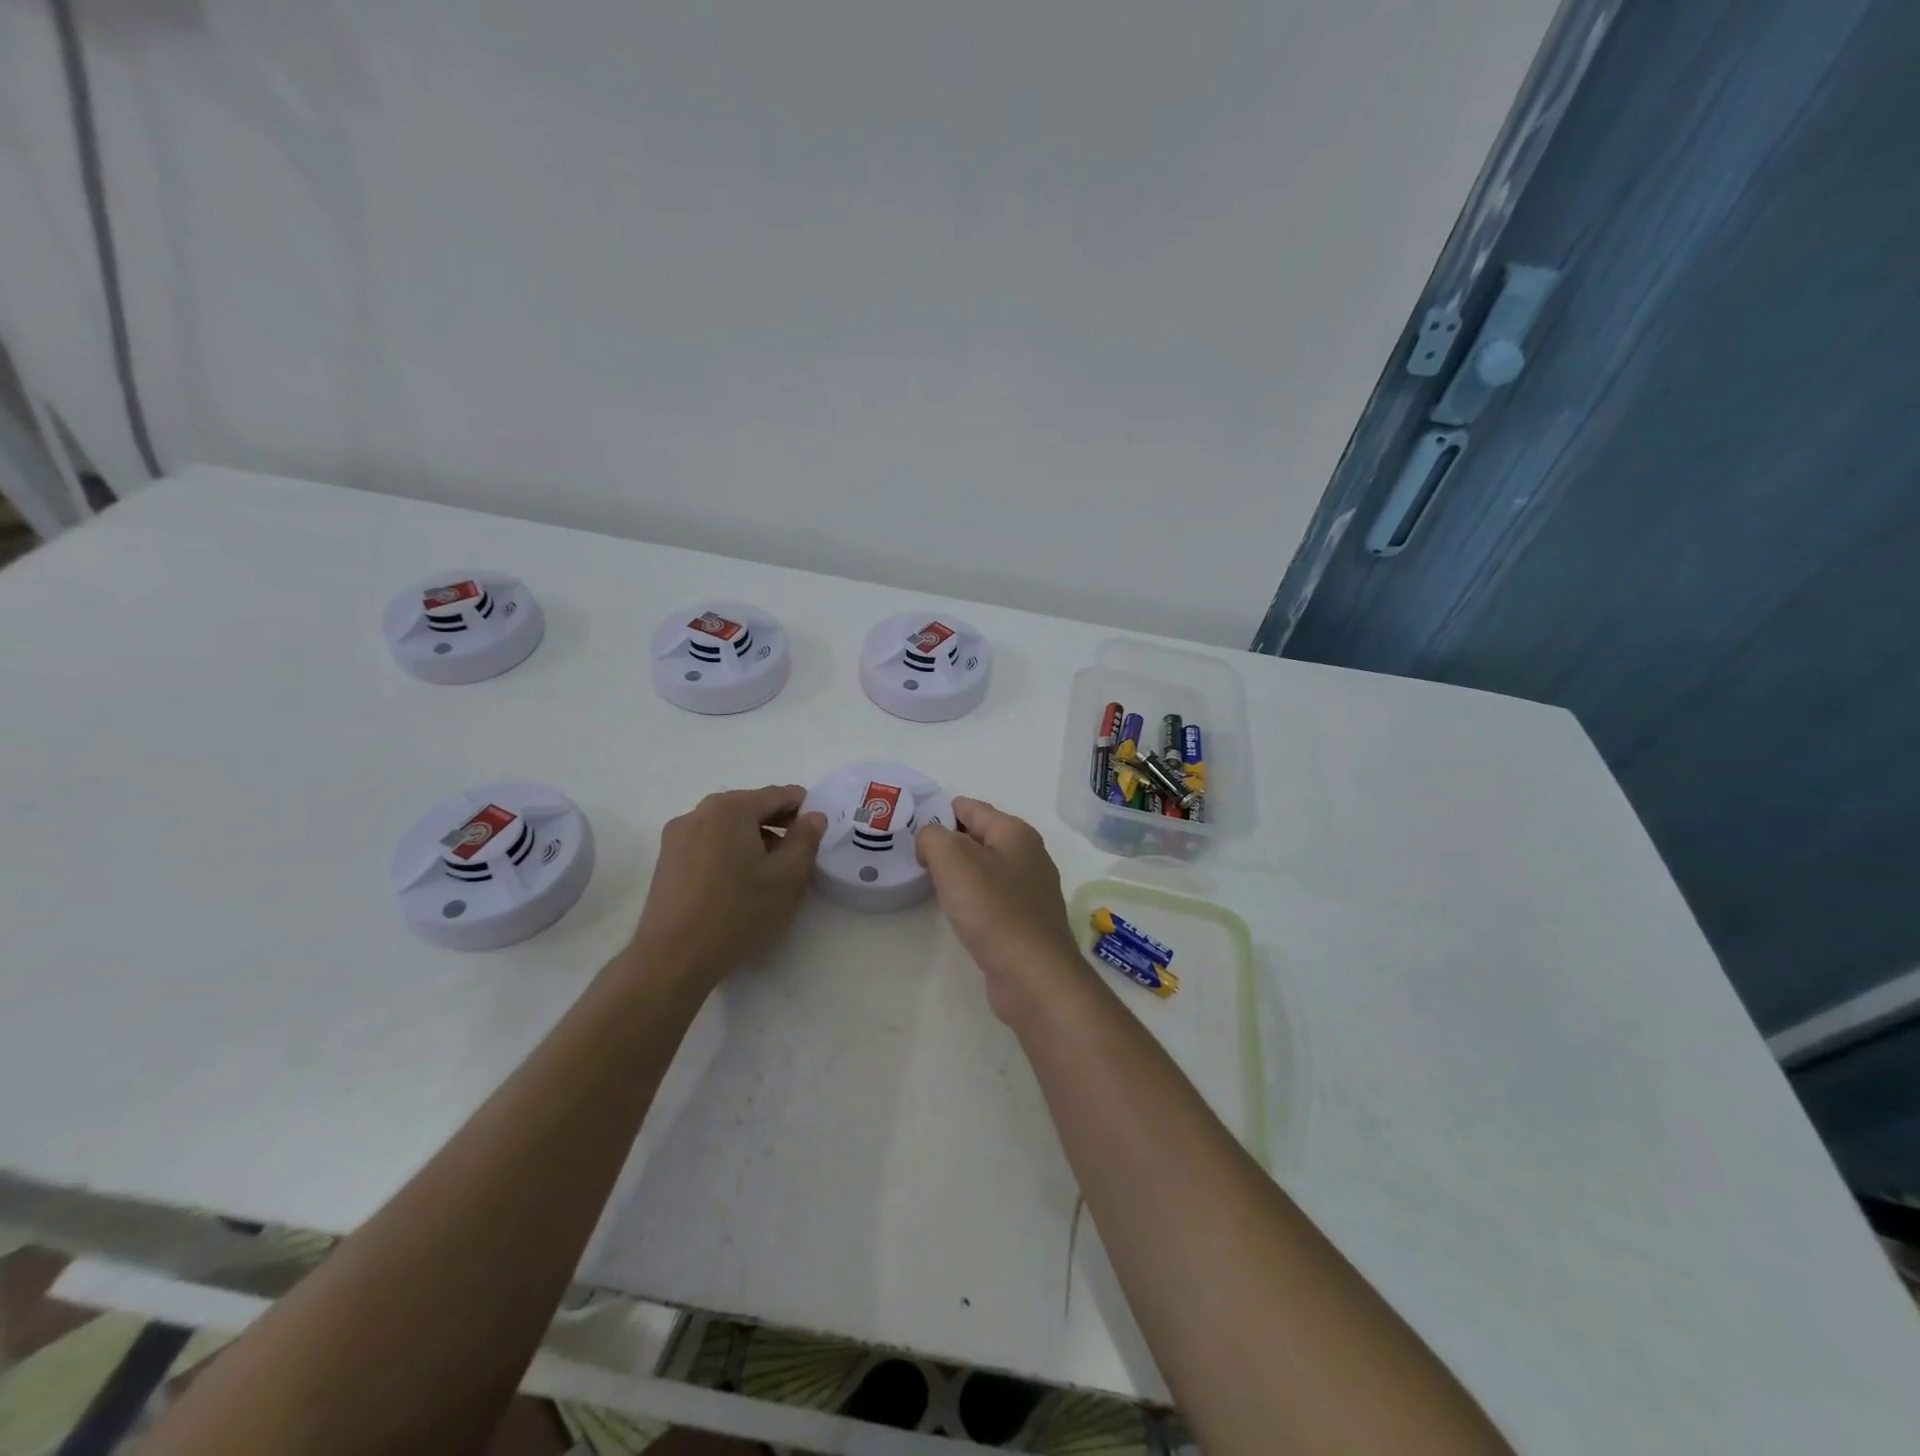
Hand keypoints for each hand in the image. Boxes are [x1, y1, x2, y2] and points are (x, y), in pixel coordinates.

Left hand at [629, 786, 826, 988]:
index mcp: (730, 808)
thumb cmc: (738, 911)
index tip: (817, 829)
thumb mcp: (788, 876)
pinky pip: (707, 844)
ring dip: (752, 839)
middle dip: (777, 824)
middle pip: (749, 808)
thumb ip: (806, 839)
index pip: (777, 795)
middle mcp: (699, 812)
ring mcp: (677, 836)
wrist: (674, 957)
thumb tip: (814, 816)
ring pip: (727, 827)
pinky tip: (737, 883)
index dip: (803, 808)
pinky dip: (728, 852)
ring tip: (768, 872)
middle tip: (798, 853)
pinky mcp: (666, 861)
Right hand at [915, 797, 1085, 1021]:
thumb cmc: (993, 910)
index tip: (909, 828)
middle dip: (947, 843)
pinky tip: (956, 911)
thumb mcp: (953, 860)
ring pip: (984, 868)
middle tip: (913, 857)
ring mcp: (1030, 890)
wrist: (1033, 975)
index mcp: (1015, 832)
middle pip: (978, 836)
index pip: (970, 807)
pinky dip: (971, 898)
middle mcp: (1028, 855)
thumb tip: (930, 840)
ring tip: (928, 882)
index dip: (937, 812)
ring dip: (958, 873)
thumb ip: (933, 837)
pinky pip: (991, 897)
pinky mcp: (1026, 921)